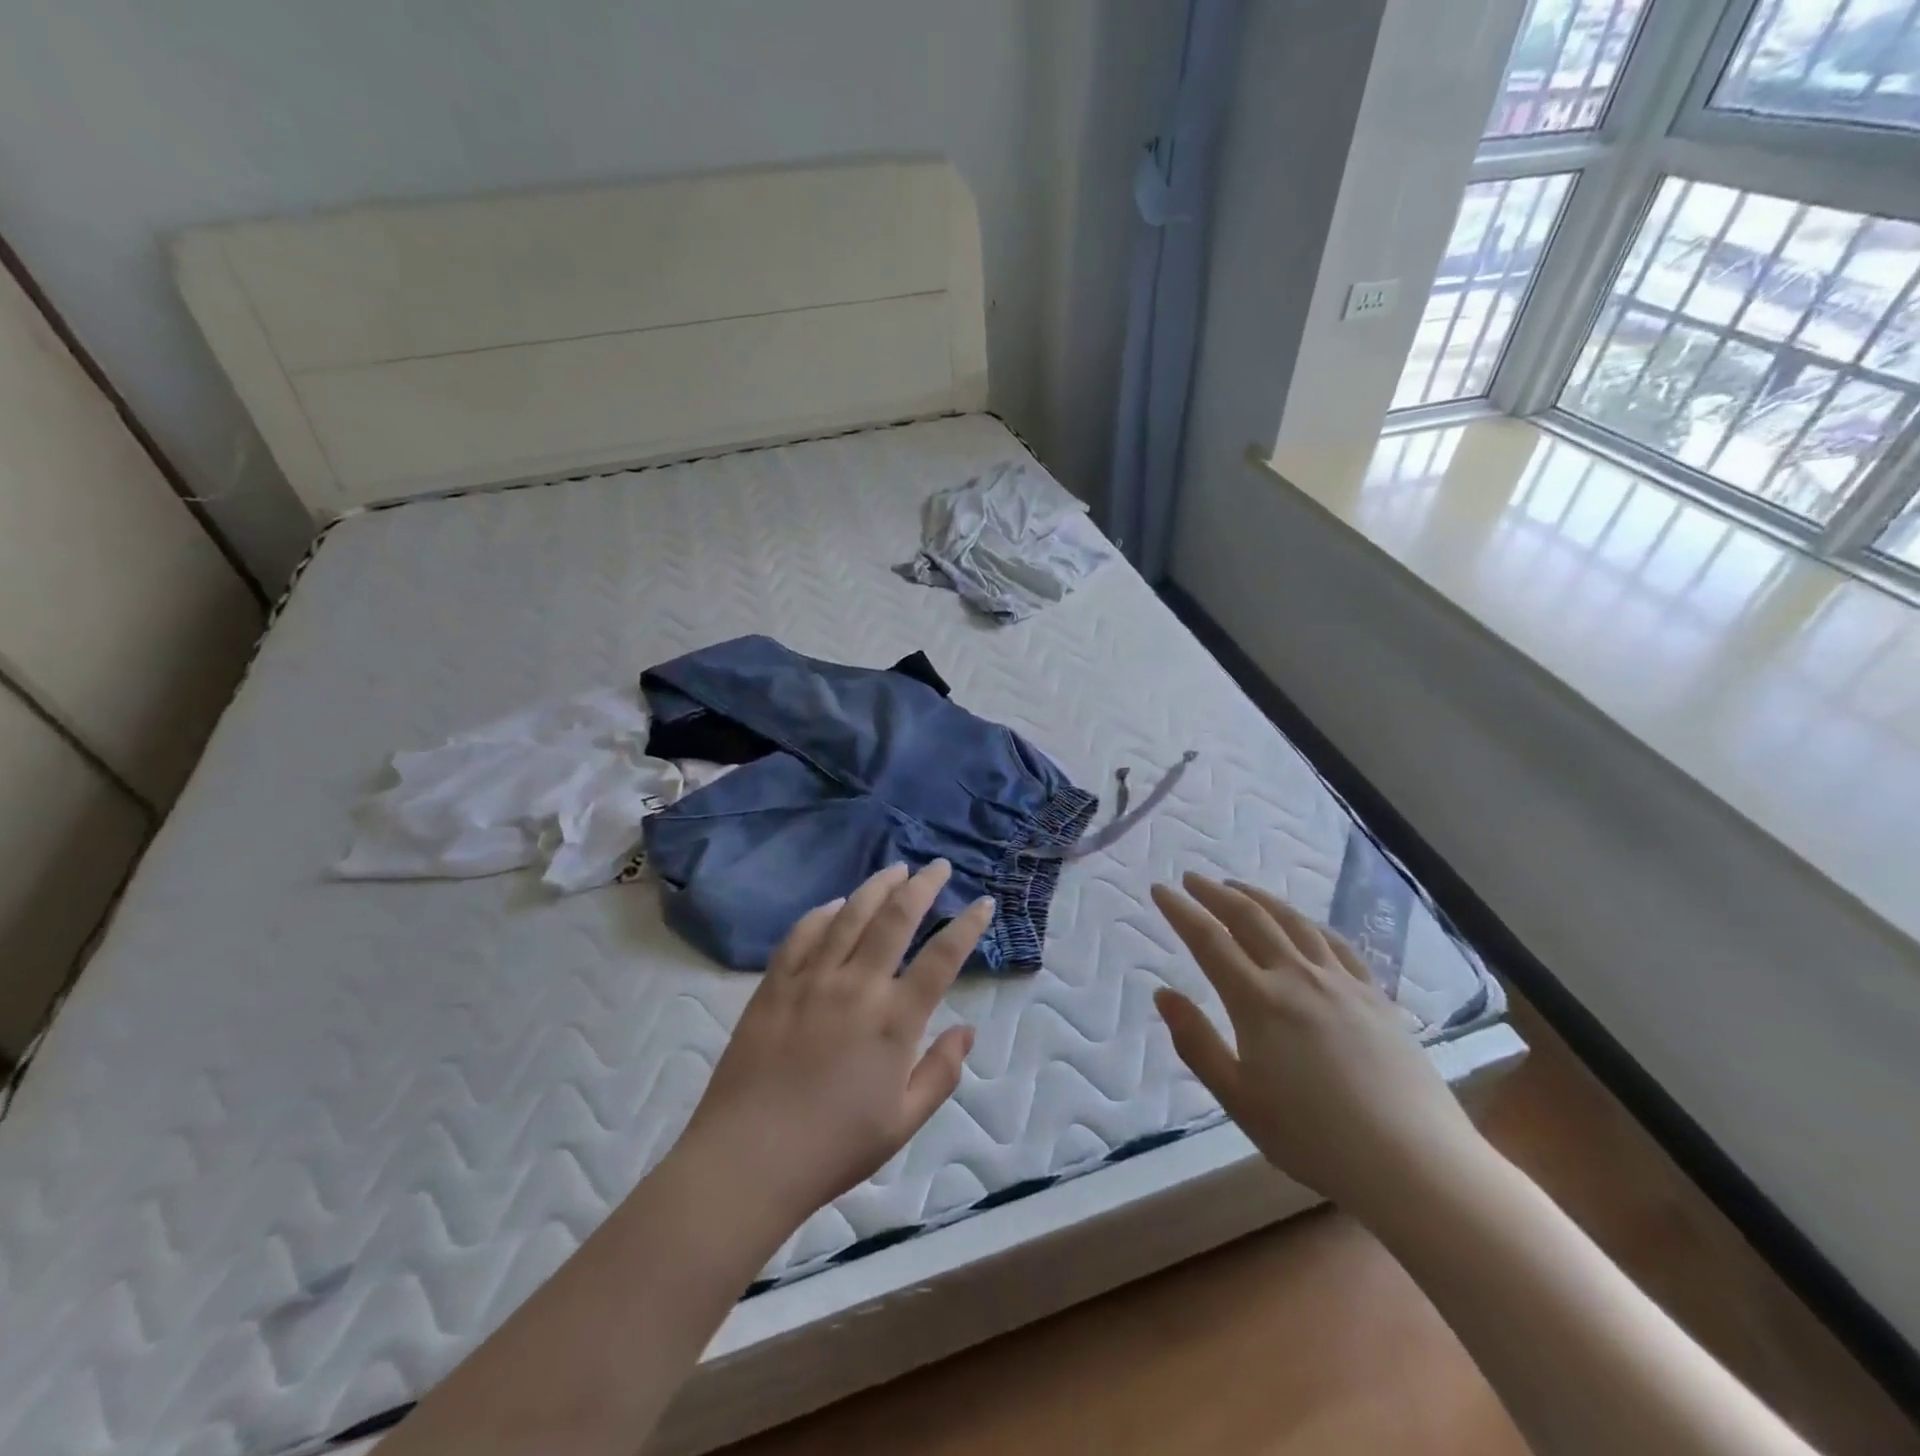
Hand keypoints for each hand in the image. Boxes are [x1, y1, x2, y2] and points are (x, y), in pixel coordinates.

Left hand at [680, 860, 987, 1231]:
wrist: (748, 1159)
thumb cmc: (833, 1148)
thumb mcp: (902, 1123)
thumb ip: (941, 1073)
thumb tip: (968, 1030)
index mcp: (894, 1021)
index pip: (941, 958)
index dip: (967, 926)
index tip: (983, 903)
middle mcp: (857, 987)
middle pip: (895, 918)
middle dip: (922, 886)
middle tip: (938, 867)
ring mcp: (811, 980)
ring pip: (850, 915)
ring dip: (877, 886)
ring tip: (895, 869)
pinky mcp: (774, 985)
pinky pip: (802, 934)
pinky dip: (823, 913)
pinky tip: (835, 905)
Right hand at [1151, 873, 1487, 1218]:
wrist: (1415, 1163)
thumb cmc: (1315, 1139)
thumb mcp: (1239, 1100)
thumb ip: (1197, 1044)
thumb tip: (1162, 993)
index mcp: (1258, 1002)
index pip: (1209, 941)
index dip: (1181, 911)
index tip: (1160, 889)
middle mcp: (1297, 977)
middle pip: (1250, 919)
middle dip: (1216, 894)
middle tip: (1192, 877)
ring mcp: (1341, 982)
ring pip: (1294, 922)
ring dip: (1259, 898)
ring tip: (1238, 887)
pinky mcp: (1375, 996)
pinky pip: (1336, 944)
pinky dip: (1309, 923)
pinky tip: (1303, 923)